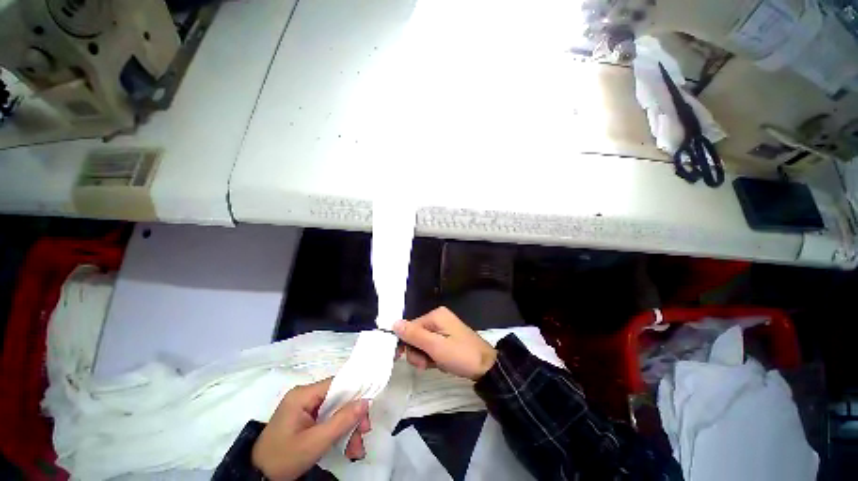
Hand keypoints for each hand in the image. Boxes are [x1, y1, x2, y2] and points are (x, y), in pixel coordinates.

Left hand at [252, 378, 370, 480]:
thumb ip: (342, 420)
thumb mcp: (315, 442)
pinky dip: (338, 432)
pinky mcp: (305, 420)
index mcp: (303, 394)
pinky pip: (328, 420)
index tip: (367, 411)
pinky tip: (347, 448)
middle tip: (364, 434)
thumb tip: (366, 401)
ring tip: (356, 449)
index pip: (337, 383)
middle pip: (338, 398)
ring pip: (335, 411)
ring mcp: (305, 408)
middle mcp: (305, 396)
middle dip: (352, 417)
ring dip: (348, 428)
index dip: (355, 393)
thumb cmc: (284, 457)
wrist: (257, 478)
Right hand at [393, 307, 496, 380]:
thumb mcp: (435, 347)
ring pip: (423, 343)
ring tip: (437, 364)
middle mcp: (438, 318)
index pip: (410, 328)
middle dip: (419, 352)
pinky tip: (442, 363)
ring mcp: (444, 328)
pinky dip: (434, 356)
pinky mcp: (448, 337)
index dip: (408, 345)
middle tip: (427, 364)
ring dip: (426, 357)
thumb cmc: (461, 355)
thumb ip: (414, 335)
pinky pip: (432, 346)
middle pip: (416, 335)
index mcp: (435, 315)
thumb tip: (394, 323)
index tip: (416, 361)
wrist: (487, 367)